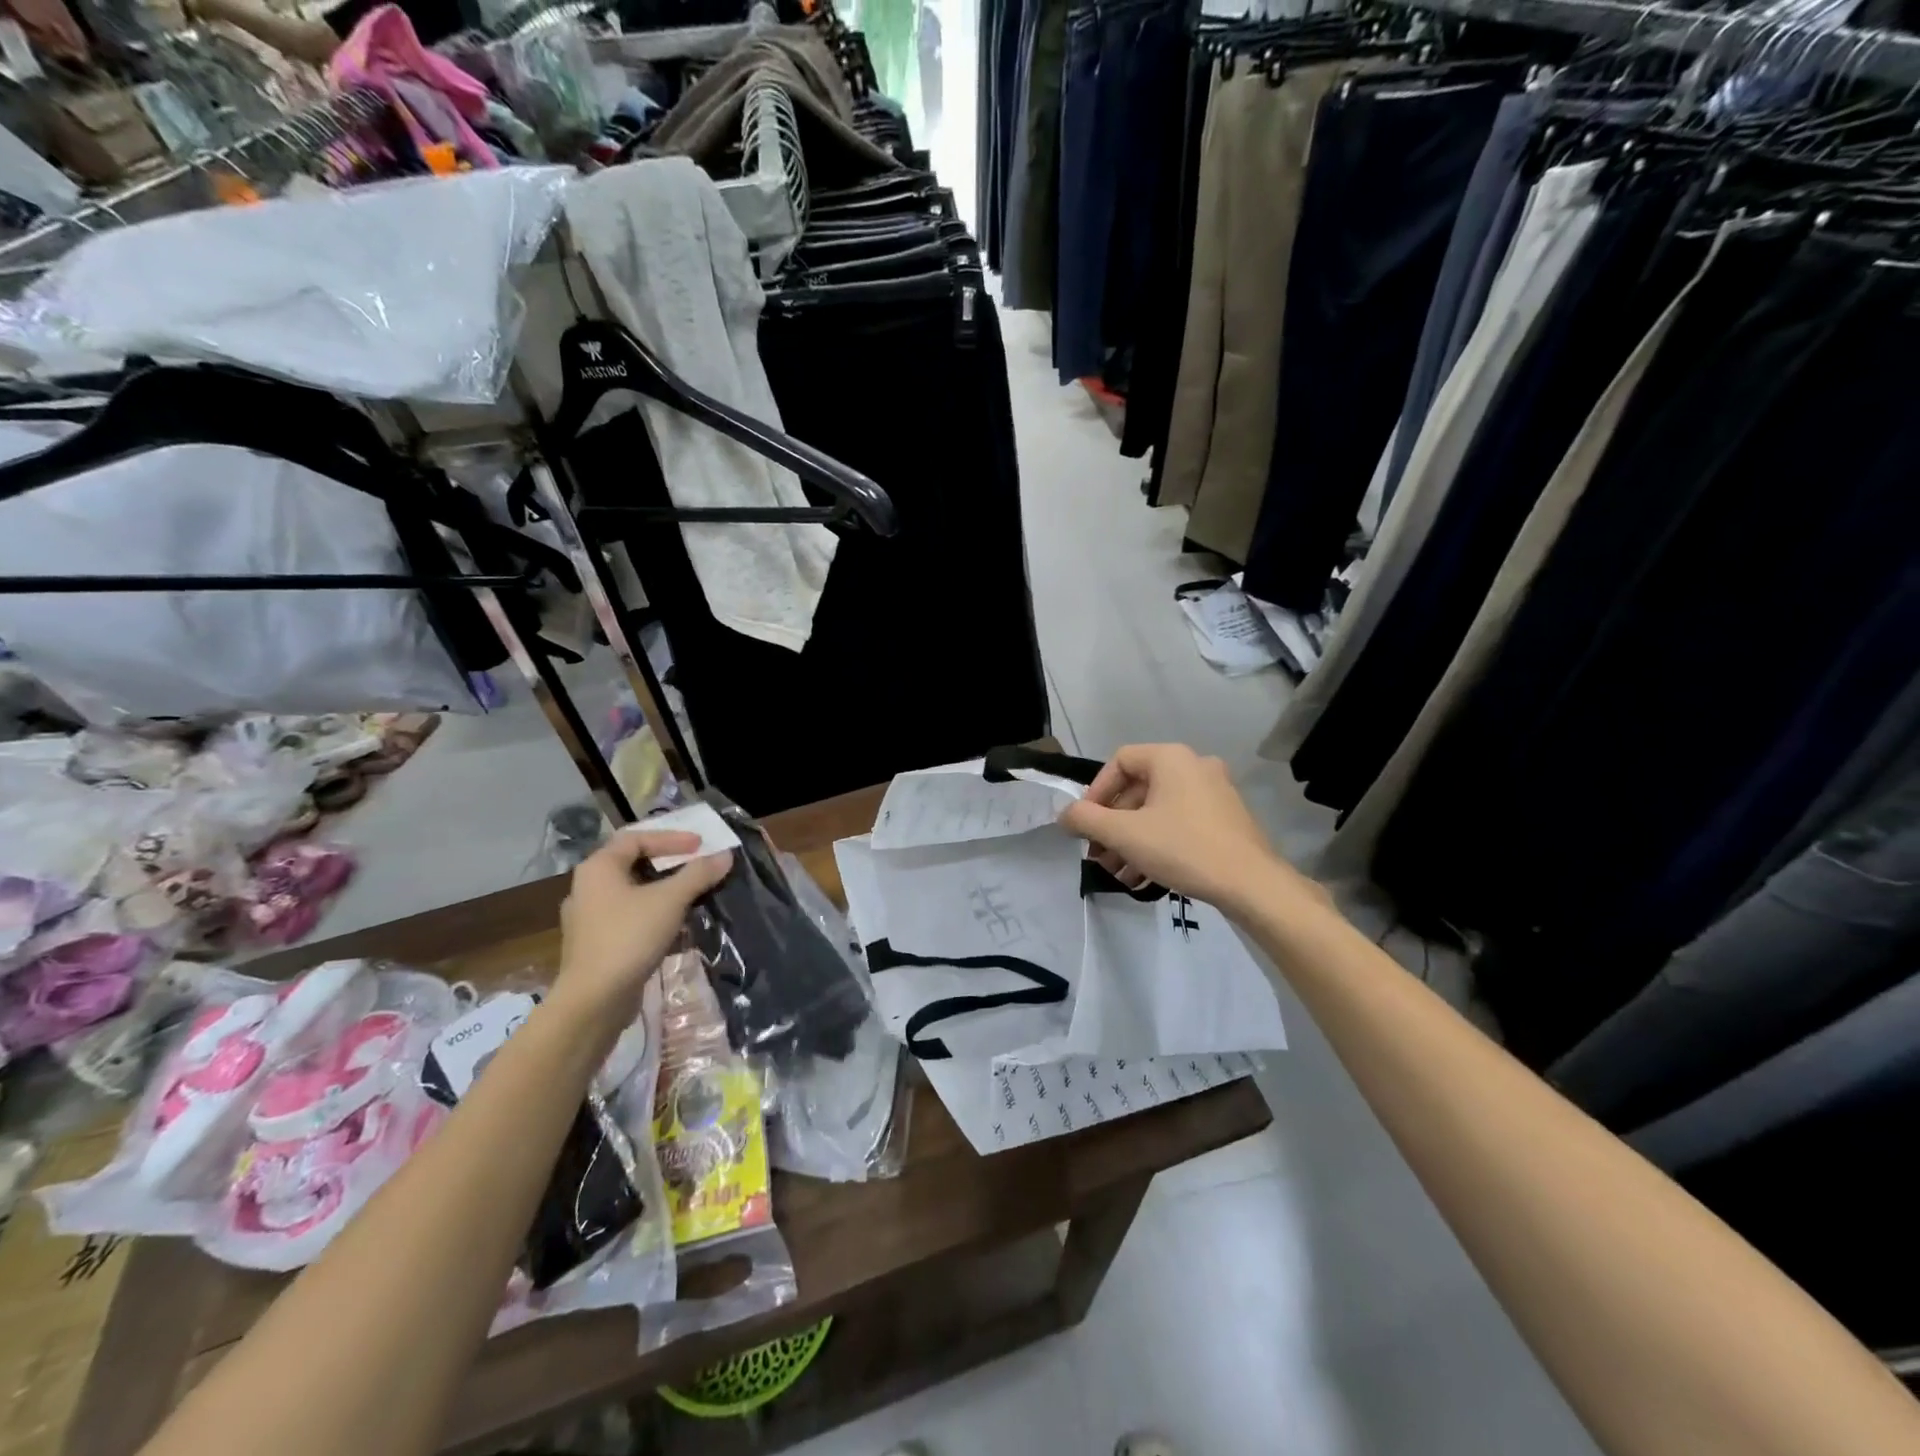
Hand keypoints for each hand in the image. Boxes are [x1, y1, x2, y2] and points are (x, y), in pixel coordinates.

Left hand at [554, 831, 731, 1022]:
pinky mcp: (596, 945)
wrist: (594, 1001)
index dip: (670, 838)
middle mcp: (587, 888)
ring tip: (692, 895)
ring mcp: (589, 919)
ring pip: (632, 894)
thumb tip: (725, 855)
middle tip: (696, 864)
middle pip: (632, 864)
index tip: (700, 845)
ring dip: (663, 892)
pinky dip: (654, 915)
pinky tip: (676, 927)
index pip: (636, 838)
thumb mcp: (670, 901)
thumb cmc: (629, 938)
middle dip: (668, 864)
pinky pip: (629, 918)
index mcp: (598, 869)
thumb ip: (698, 875)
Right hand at [1058, 743, 1314, 912]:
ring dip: (1131, 841)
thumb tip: (1065, 815)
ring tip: (1117, 873)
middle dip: (1112, 826)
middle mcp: (1194, 766)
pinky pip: (1179, 824)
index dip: (1096, 793)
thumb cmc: (1183, 848)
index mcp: (1171, 758)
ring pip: (1157, 812)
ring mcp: (1214, 793)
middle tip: (1098, 855)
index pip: (1119, 762)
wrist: (1252, 884)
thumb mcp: (1124, 835)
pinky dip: (1157, 845)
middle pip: (1137, 790)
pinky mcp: (1225, 819)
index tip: (1086, 825)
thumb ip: (1086, 820)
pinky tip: (1143, 878)